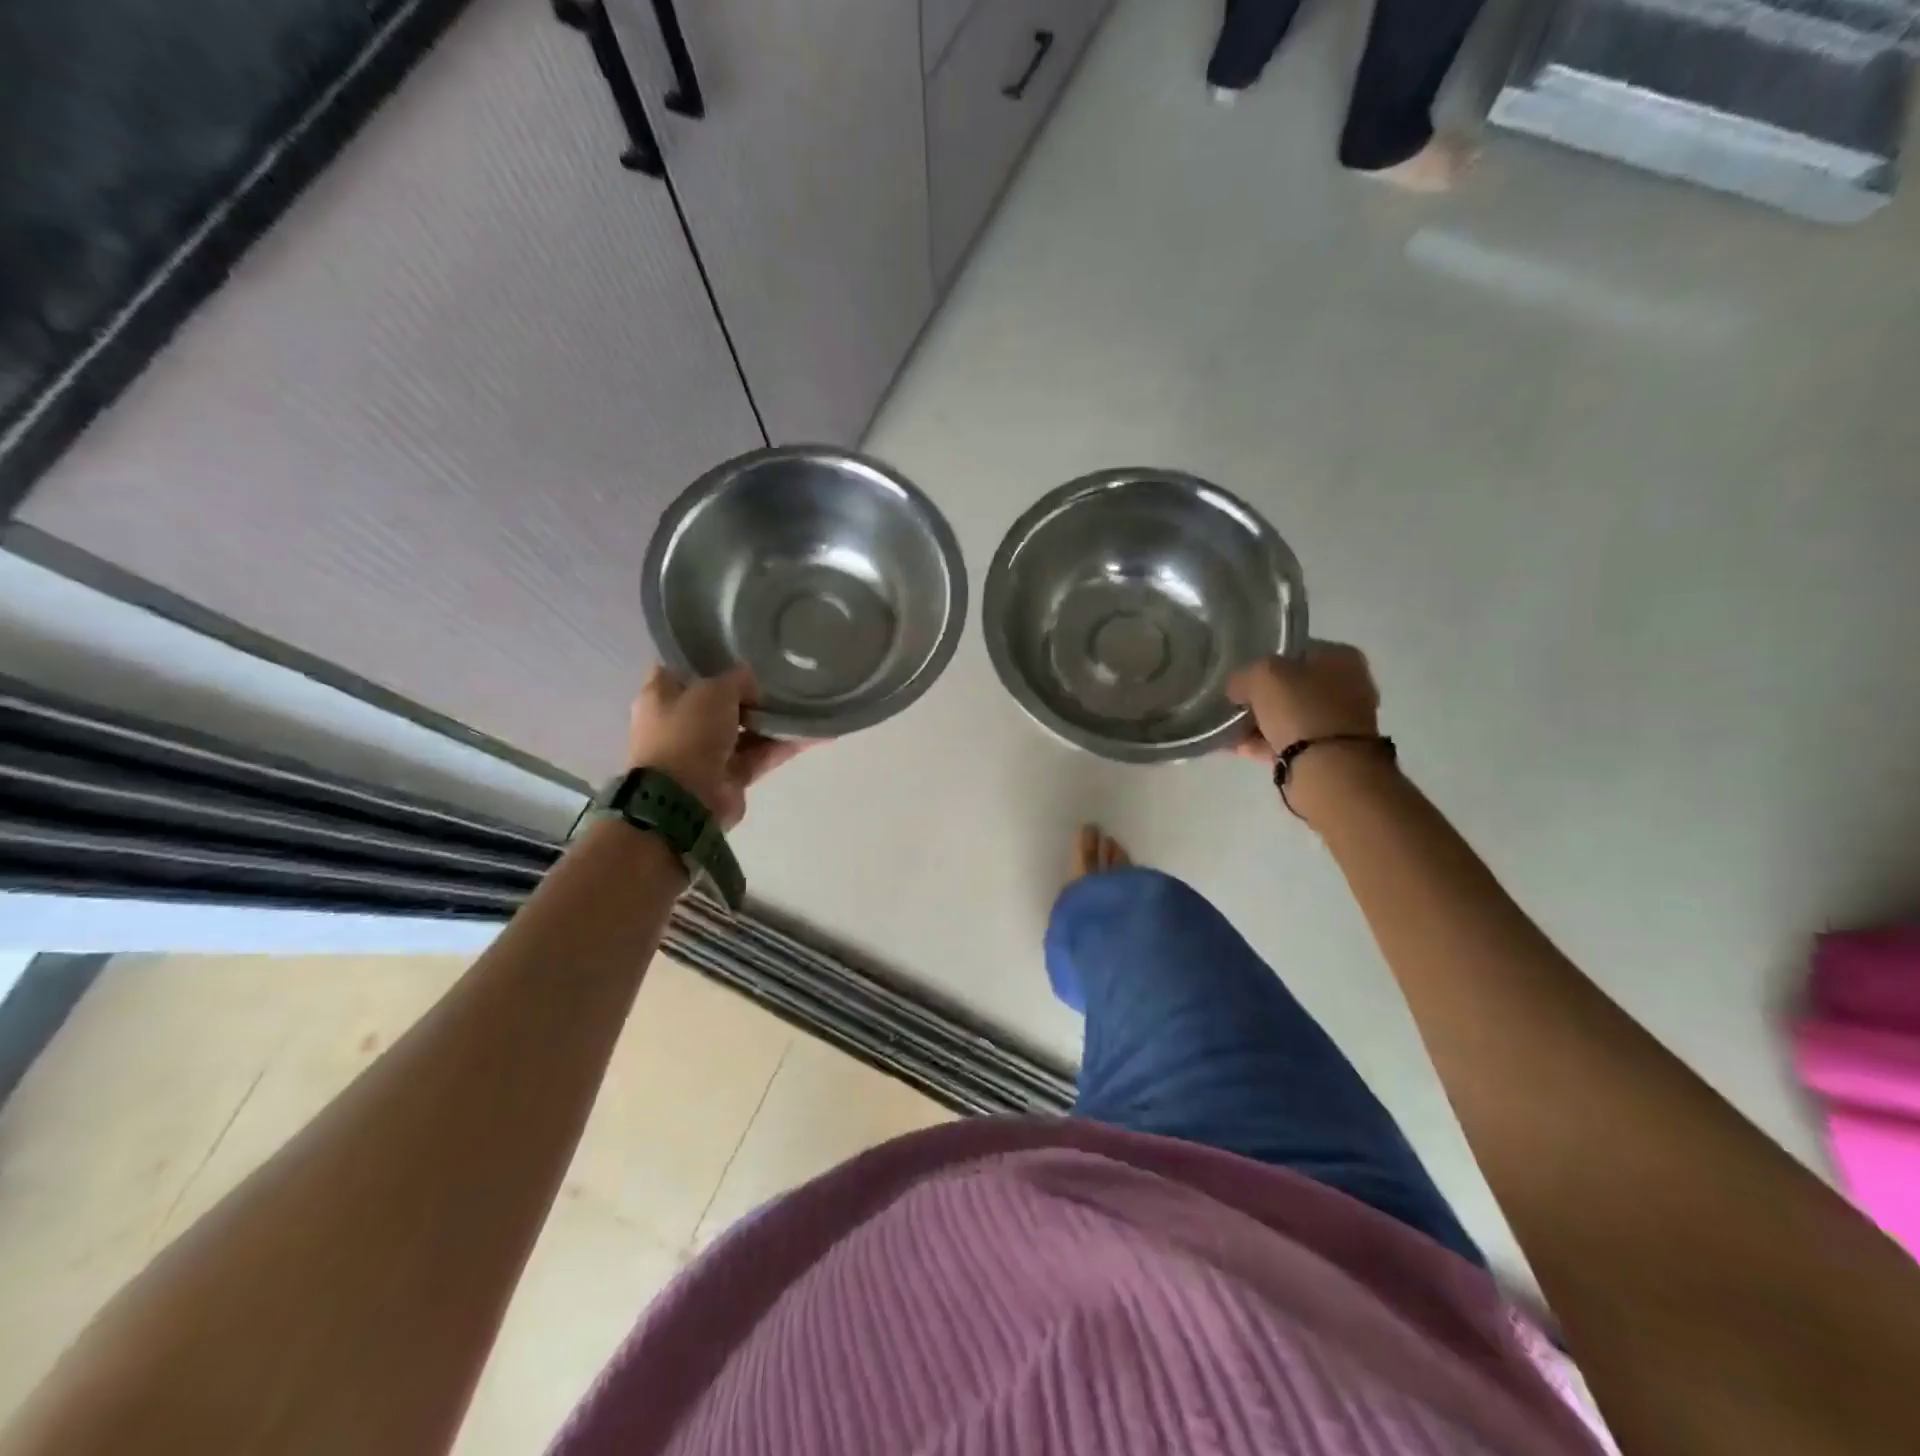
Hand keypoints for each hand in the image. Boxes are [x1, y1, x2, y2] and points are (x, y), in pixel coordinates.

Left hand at [627, 666, 804, 828]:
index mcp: (660, 695)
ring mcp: (705, 752)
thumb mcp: (713, 691)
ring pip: (743, 729)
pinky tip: (814, 733)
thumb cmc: (688, 733)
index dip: (707, 655)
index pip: (682, 666)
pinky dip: (783, 746)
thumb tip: (753, 682)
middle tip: (779, 674)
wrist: (685, 801)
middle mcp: (680, 722)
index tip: (737, 644)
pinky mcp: (729, 776)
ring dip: (770, 719)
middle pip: (717, 699)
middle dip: (747, 690)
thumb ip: (736, 679)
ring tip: (804, 701)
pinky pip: (760, 755)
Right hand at [1225, 642, 1380, 762]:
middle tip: (1236, 706)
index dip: (1264, 662)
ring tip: (1231, 731)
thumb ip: (1244, 675)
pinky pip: (1291, 741)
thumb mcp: (1261, 676)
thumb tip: (1238, 688)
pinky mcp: (1332, 752)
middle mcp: (1349, 685)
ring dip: (1262, 723)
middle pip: (1293, 686)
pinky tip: (1241, 748)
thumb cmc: (1300, 708)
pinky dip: (1267, 743)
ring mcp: (1342, 721)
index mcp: (1341, 656)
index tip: (1241, 678)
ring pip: (1291, 716)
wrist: (1328, 767)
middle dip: (1263, 698)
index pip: (1295, 651)